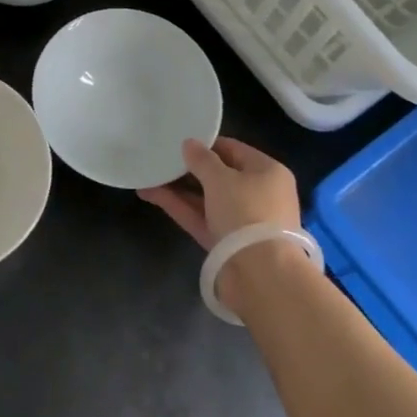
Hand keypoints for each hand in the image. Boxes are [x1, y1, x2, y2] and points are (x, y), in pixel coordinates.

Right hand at [138, 137, 300, 250]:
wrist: (260, 275)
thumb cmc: (246, 212)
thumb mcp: (221, 178)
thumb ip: (202, 159)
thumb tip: (189, 144)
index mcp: (268, 172)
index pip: (234, 150)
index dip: (206, 144)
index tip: (179, 141)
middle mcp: (257, 194)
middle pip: (219, 175)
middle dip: (189, 168)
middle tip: (161, 158)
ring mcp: (241, 221)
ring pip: (206, 198)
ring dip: (179, 188)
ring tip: (149, 175)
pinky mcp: (225, 242)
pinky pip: (200, 217)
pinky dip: (179, 206)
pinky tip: (151, 194)